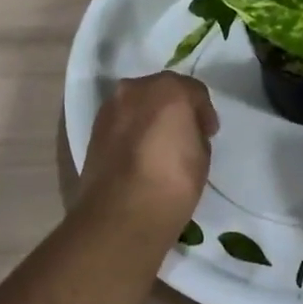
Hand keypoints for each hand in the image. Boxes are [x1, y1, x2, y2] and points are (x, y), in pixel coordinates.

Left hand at [75, 73, 218, 241]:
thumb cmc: (172, 183)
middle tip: (184, 134)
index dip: (204, 113)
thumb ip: (194, 132)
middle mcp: (136, 88)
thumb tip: (184, 133)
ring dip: (149, 117)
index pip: (194, 91)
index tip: (208, 133)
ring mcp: (111, 107)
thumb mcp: (201, 156)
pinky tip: (138, 153)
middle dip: (174, 108)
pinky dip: (131, 130)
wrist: (120, 215)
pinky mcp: (94, 129)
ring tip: (159, 145)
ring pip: (138, 104)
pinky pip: (121, 121)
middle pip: (162, 91)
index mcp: (169, 89)